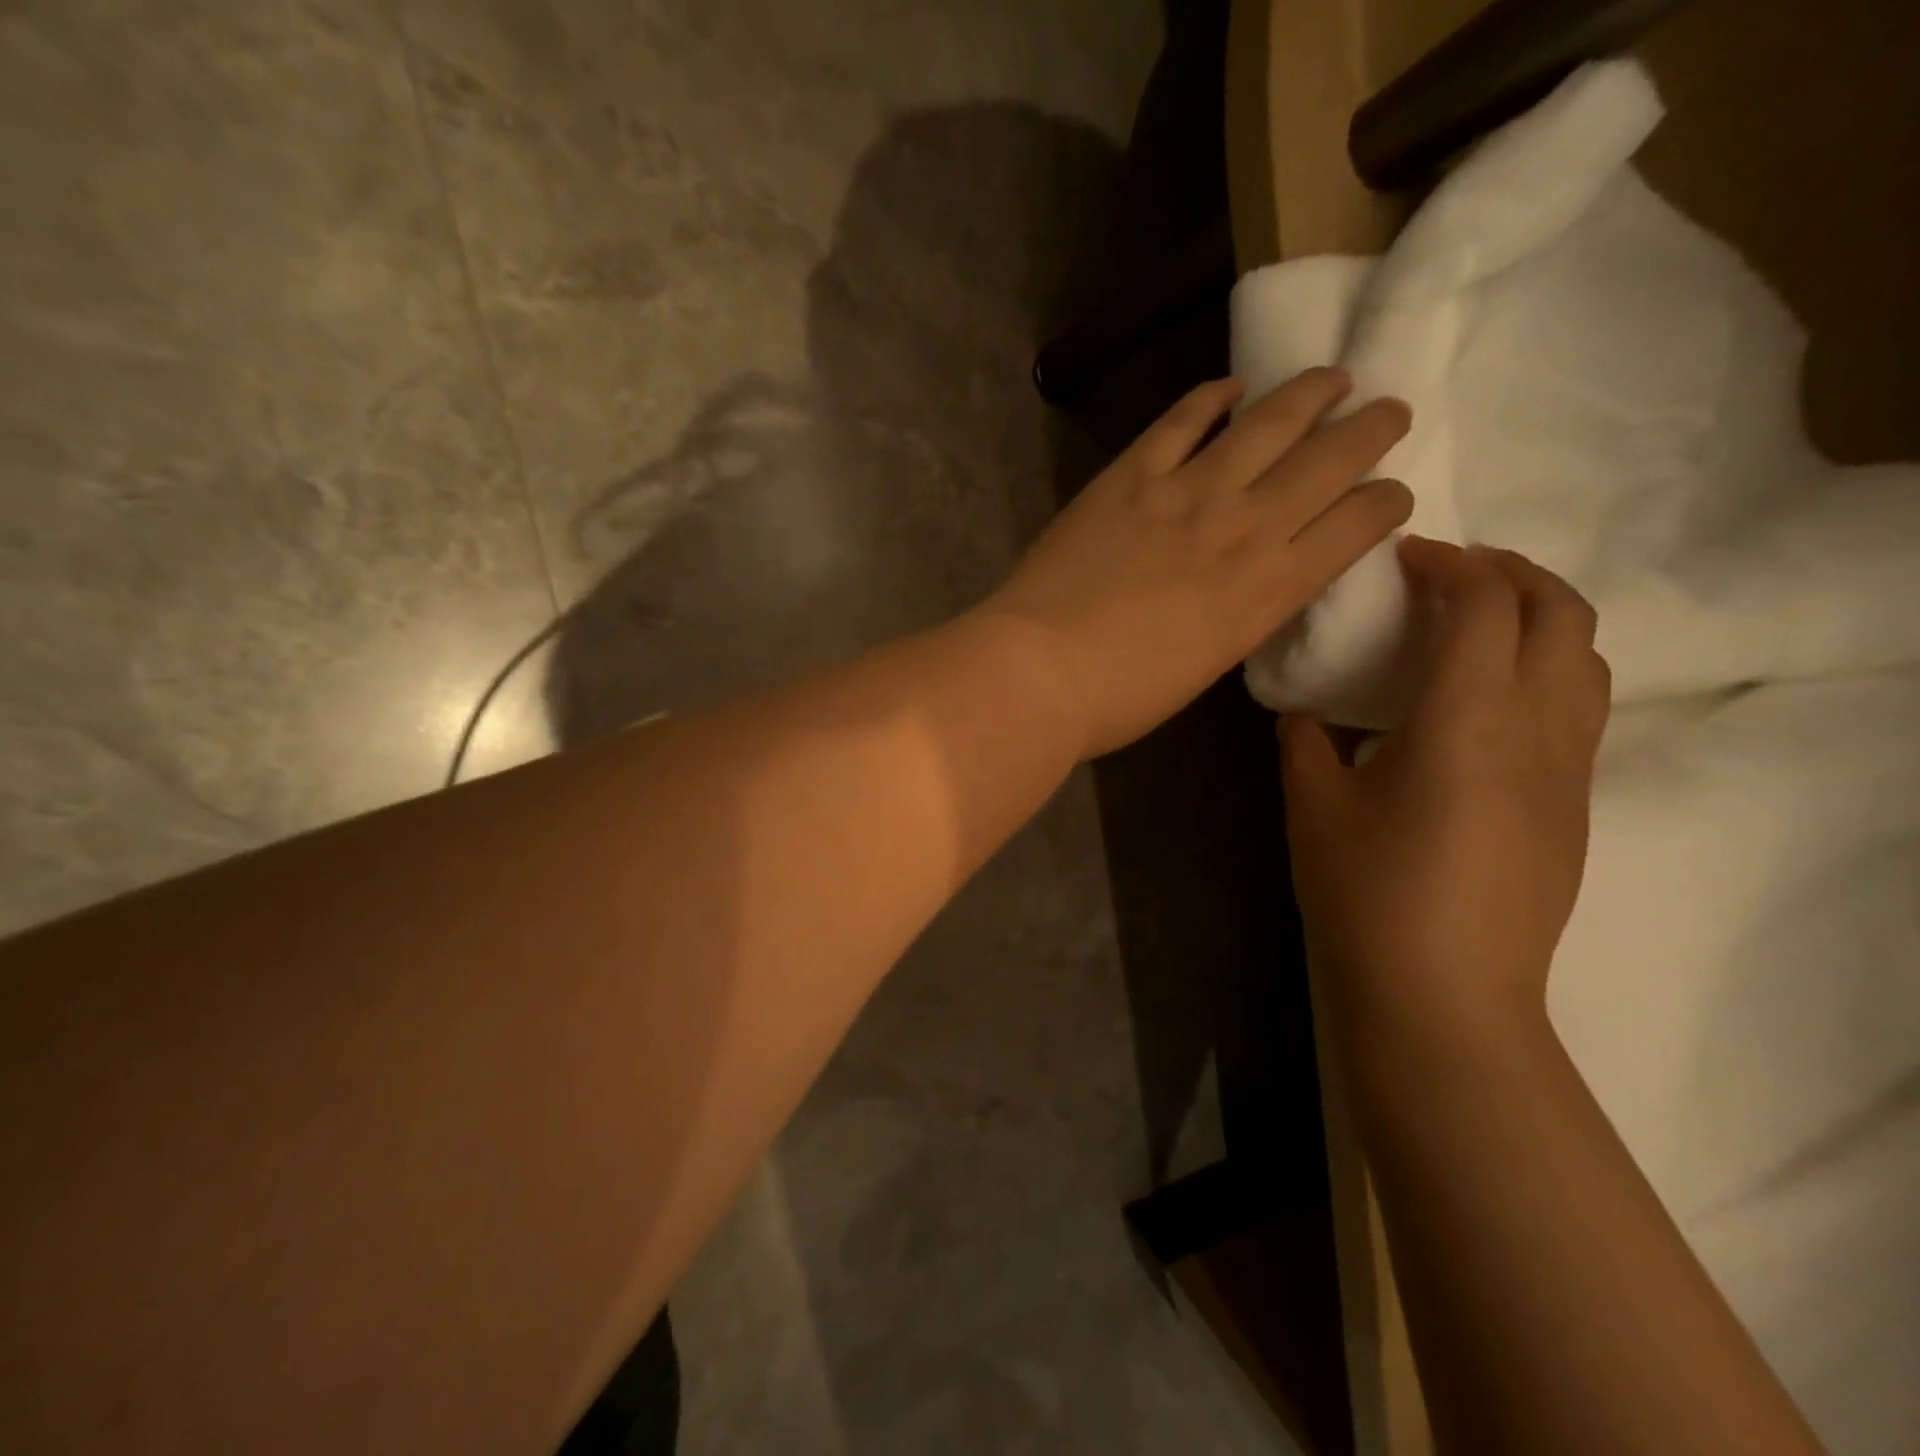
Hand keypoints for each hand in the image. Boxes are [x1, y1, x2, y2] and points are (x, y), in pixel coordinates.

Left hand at [976, 370, 1412, 758]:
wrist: (1040, 671)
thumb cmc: (1122, 697)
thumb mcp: (1208, 665)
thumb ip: (1242, 613)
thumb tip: (1251, 582)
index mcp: (1271, 588)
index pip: (1359, 524)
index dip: (1387, 500)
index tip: (1391, 494)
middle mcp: (1246, 526)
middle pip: (1331, 458)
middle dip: (1372, 429)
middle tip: (1390, 411)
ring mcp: (1186, 491)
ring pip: (1269, 421)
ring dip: (1310, 393)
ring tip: (1334, 376)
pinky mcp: (1130, 476)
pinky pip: (1181, 421)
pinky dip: (1210, 398)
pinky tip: (1231, 387)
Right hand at [1281, 538, 1610, 1037]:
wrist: (1442, 994)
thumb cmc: (1366, 893)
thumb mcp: (1312, 806)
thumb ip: (1305, 741)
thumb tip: (1304, 712)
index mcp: (1467, 721)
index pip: (1484, 605)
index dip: (1448, 565)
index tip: (1404, 557)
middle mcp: (1538, 730)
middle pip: (1562, 614)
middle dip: (1511, 572)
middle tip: (1448, 573)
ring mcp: (1570, 771)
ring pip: (1586, 659)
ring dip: (1539, 618)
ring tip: (1476, 624)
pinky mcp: (1575, 806)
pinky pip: (1580, 707)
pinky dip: (1544, 668)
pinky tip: (1485, 699)